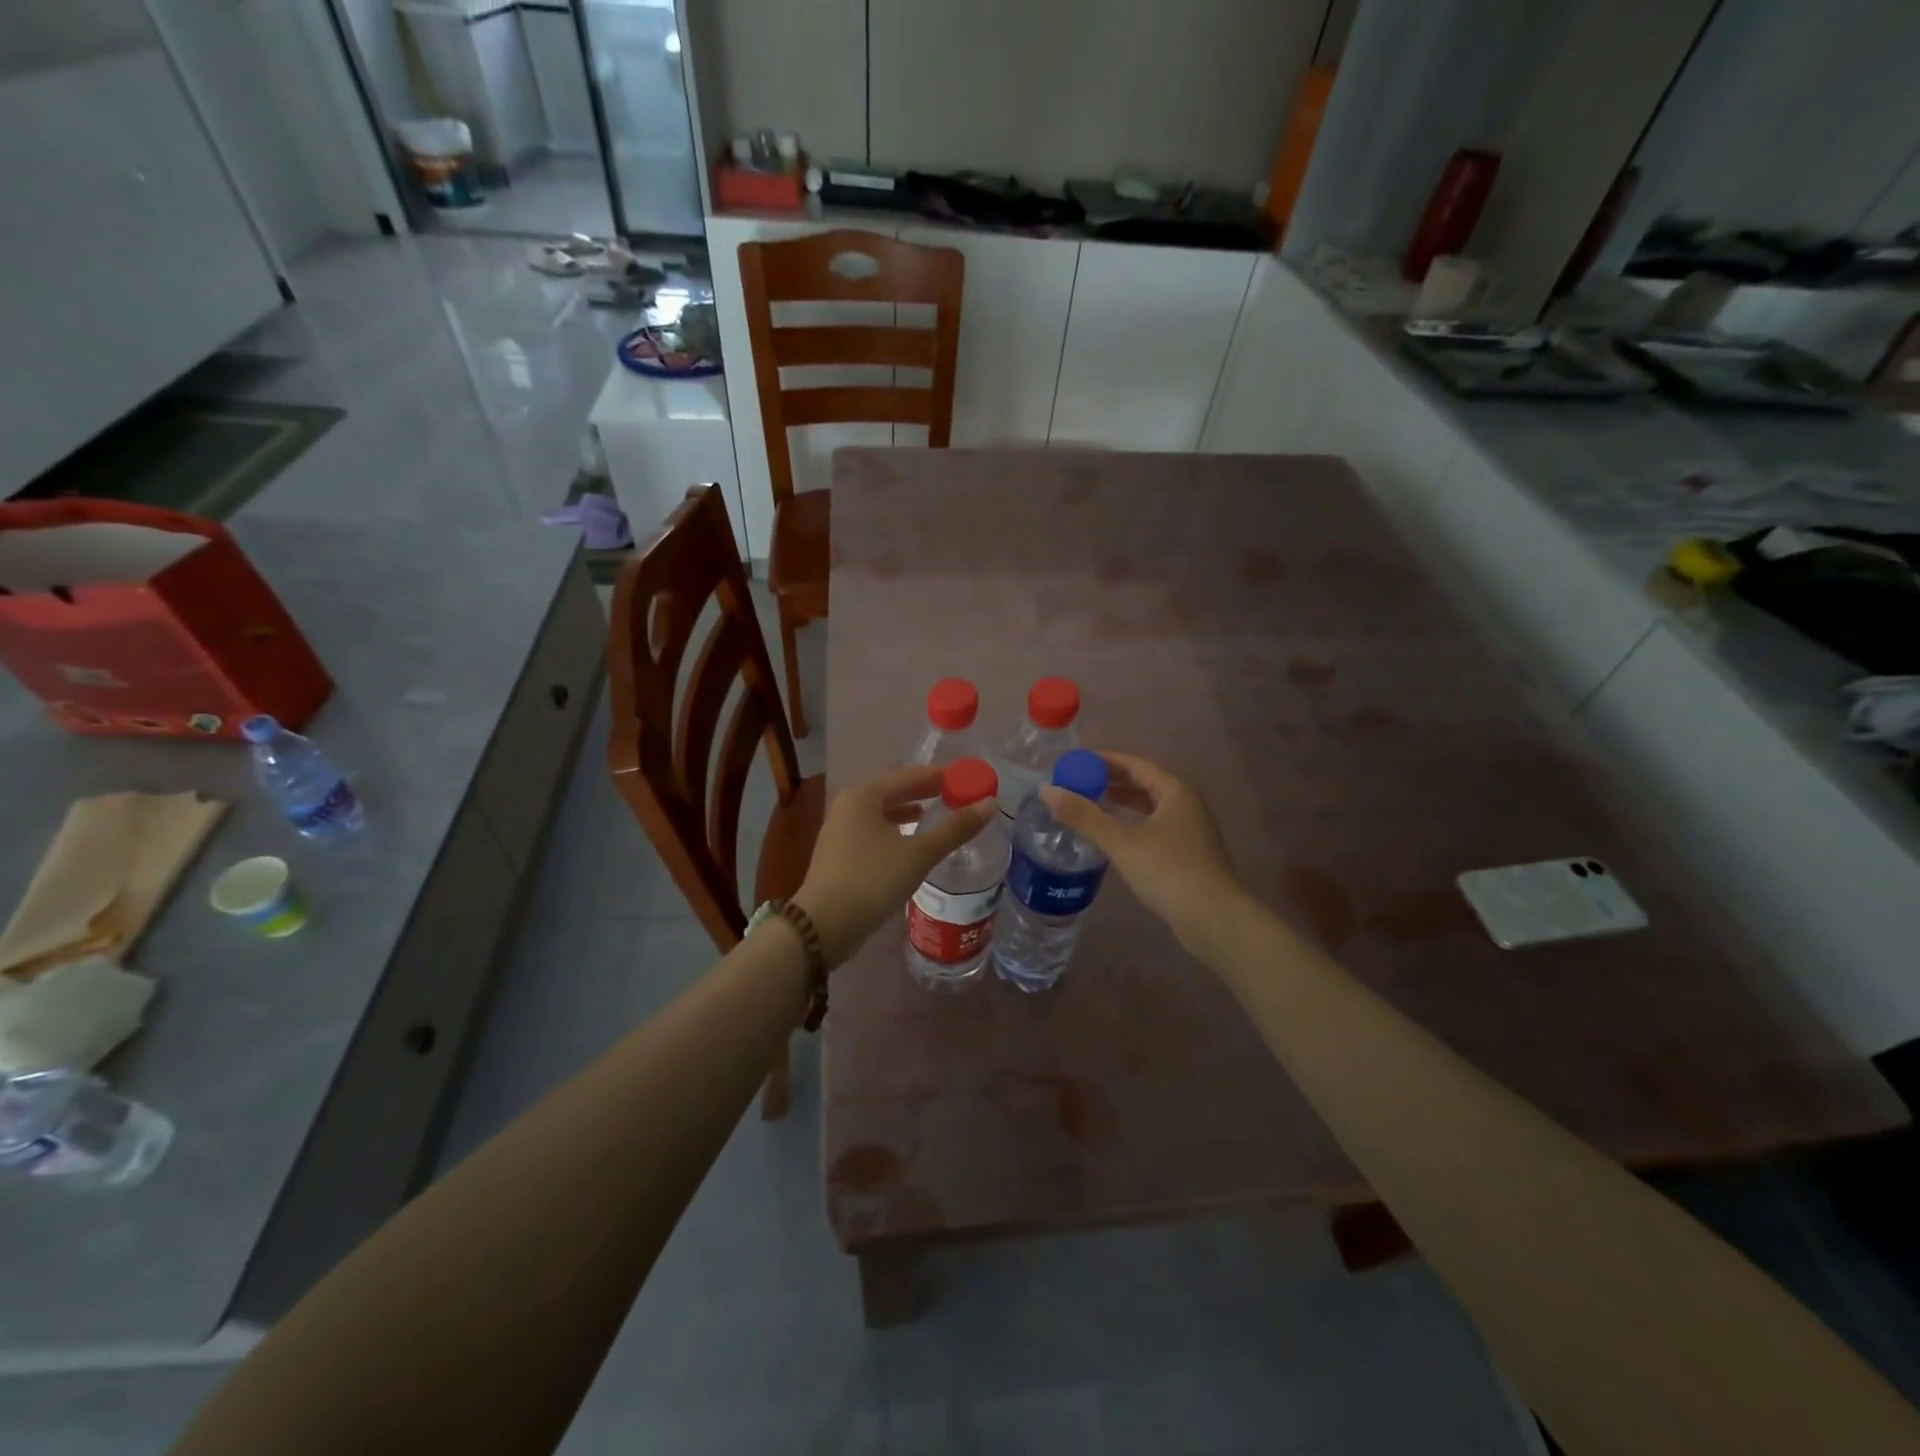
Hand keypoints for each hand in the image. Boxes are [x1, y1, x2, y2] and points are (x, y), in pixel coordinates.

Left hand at [793, 765, 995, 965]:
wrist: (824, 925)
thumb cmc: (872, 881)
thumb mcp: (919, 854)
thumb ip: (954, 829)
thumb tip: (990, 804)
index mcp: (864, 796)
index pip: (908, 775)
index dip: (939, 776)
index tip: (965, 778)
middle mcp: (848, 805)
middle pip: (892, 791)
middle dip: (923, 792)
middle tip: (955, 794)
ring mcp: (839, 830)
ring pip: (881, 811)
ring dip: (908, 811)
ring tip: (934, 814)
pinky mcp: (838, 853)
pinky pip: (873, 830)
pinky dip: (894, 830)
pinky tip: (909, 843)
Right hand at [1038, 752, 1246, 954]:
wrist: (1214, 920)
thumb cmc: (1170, 871)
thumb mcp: (1122, 842)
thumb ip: (1084, 816)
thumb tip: (1046, 790)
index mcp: (1175, 791)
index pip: (1134, 764)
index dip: (1103, 761)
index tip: (1074, 762)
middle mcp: (1185, 804)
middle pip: (1142, 784)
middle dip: (1109, 782)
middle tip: (1075, 784)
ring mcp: (1189, 830)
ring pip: (1148, 808)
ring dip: (1119, 804)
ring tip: (1088, 806)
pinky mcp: (1186, 854)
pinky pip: (1152, 828)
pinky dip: (1130, 825)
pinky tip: (1111, 837)